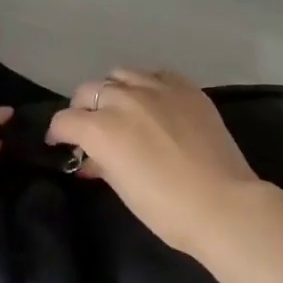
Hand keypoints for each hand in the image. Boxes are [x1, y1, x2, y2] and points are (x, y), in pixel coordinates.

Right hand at [47, 69, 260, 254]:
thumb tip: (91, 159)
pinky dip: (146, 86)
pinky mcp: (185, 86)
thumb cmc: (166, 208)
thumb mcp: (123, 188)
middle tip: (91, 128)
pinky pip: (155, 75)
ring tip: (123, 109)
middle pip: (89, 90)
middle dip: (83, 108)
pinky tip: (154, 102)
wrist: (223, 203)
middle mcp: (124, 99)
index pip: (65, 120)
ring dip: (114, 90)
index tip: (61, 143)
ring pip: (120, 74)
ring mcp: (156, 87)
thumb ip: (102, 164)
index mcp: (102, 127)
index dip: (59, 133)